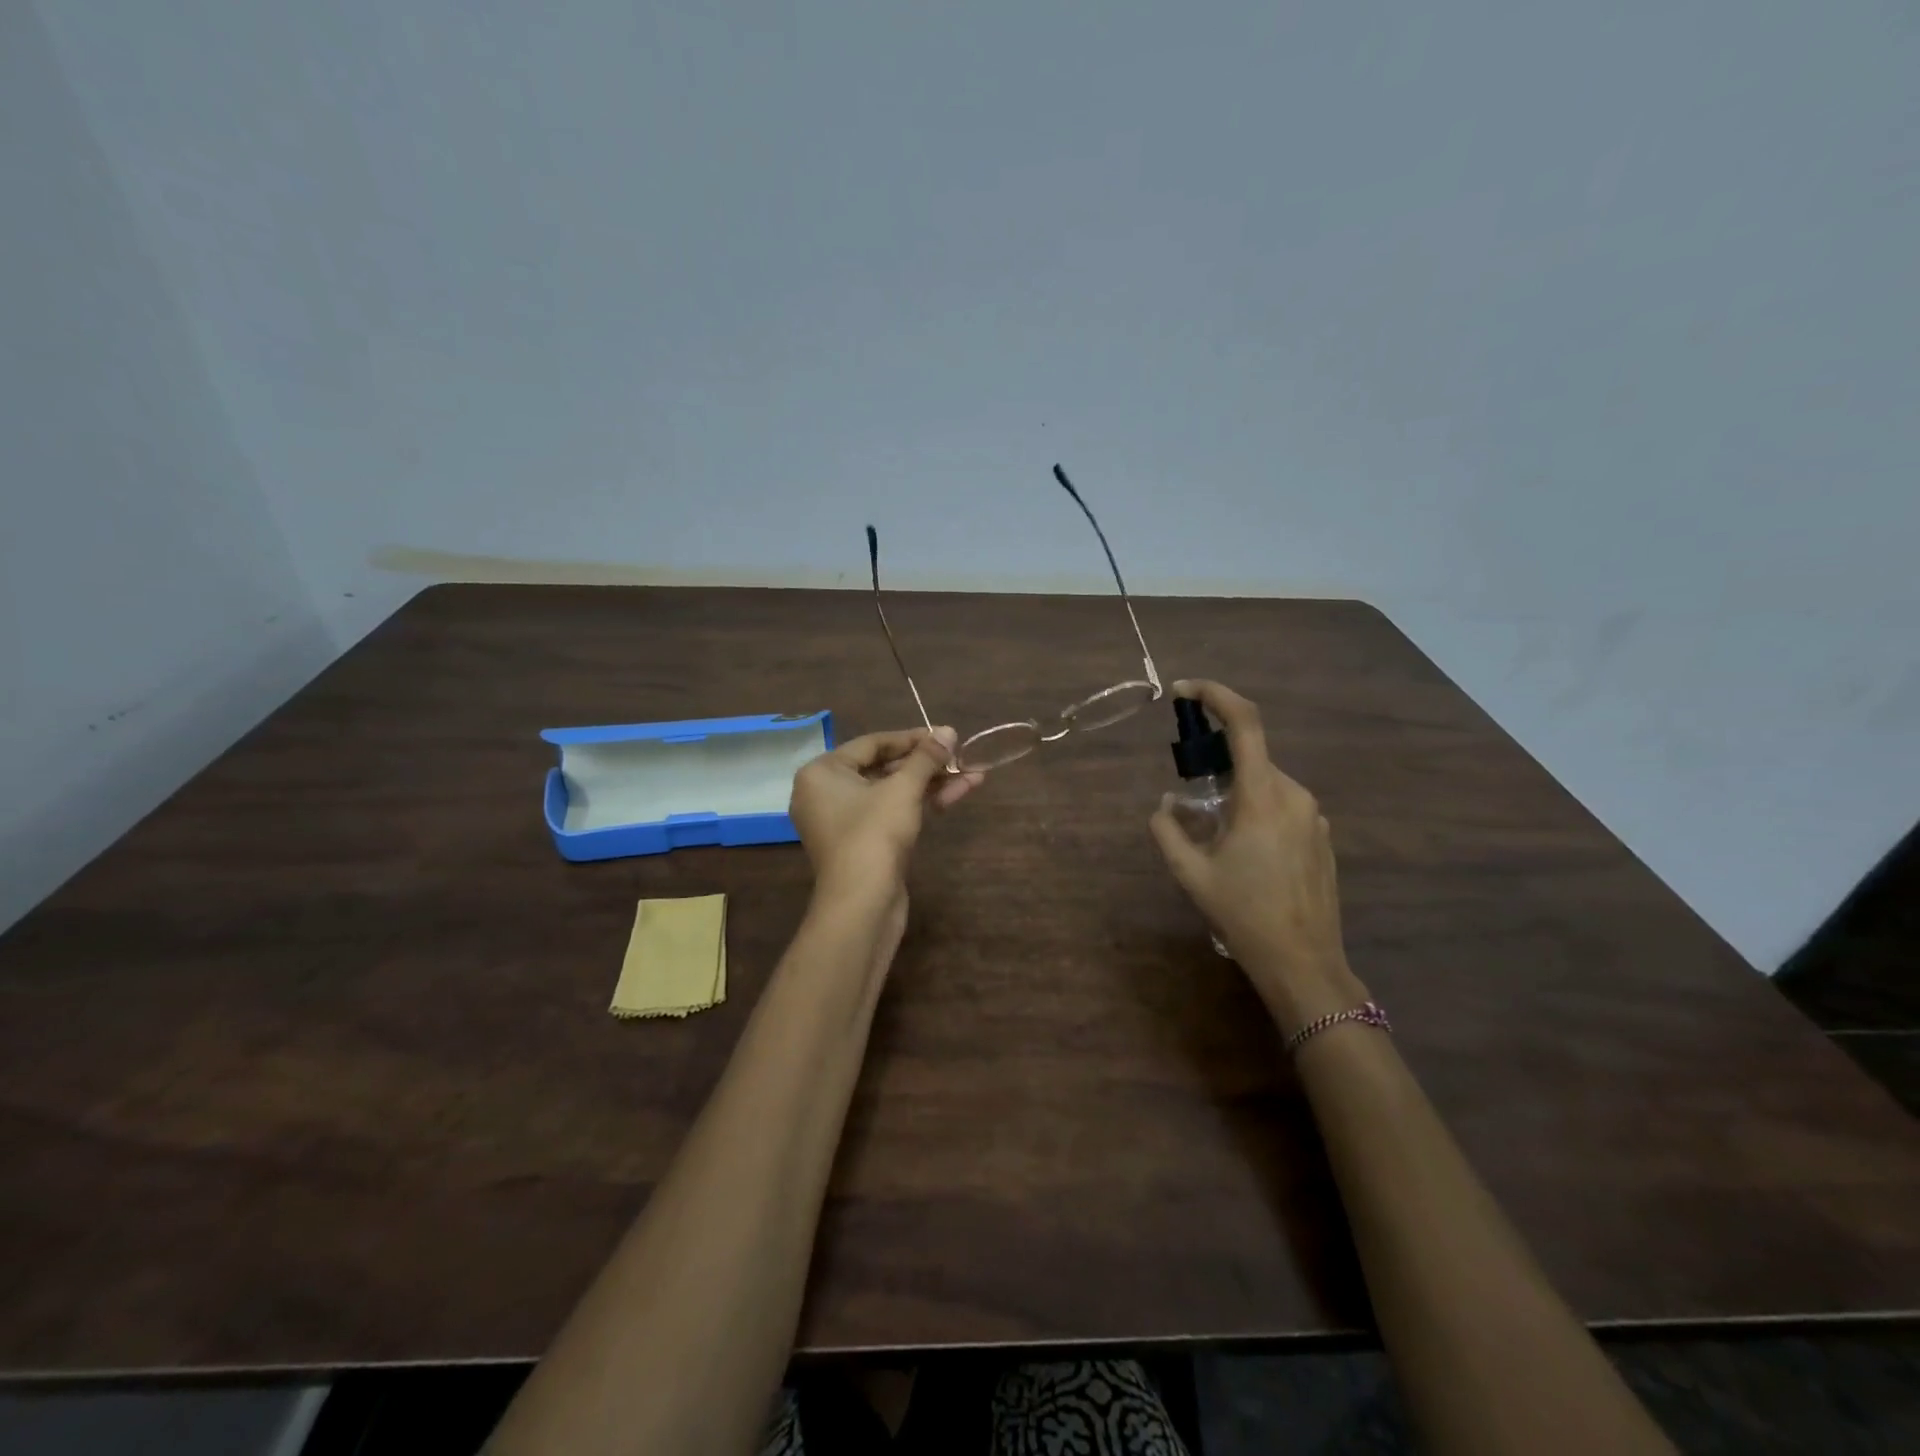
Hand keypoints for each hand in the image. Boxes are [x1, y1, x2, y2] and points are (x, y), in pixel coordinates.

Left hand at [789, 727, 982, 908]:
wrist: (862, 905)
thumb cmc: (874, 835)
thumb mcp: (903, 789)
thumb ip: (926, 758)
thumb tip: (948, 731)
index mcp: (822, 773)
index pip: (872, 743)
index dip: (913, 738)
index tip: (946, 736)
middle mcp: (826, 793)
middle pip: (884, 767)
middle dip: (927, 763)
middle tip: (960, 755)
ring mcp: (845, 822)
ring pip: (893, 792)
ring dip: (932, 783)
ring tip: (973, 773)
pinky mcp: (863, 844)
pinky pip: (892, 813)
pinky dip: (921, 804)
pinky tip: (957, 794)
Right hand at [1149, 679, 1366, 1032]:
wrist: (1303, 963)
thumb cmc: (1243, 915)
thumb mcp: (1190, 873)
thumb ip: (1168, 830)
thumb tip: (1166, 805)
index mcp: (1262, 797)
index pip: (1245, 724)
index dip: (1215, 695)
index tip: (1184, 691)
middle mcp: (1294, 795)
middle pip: (1251, 758)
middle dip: (1217, 767)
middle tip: (1191, 800)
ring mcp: (1315, 817)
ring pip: (1267, 784)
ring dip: (1237, 794)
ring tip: (1217, 839)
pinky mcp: (1323, 837)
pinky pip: (1283, 806)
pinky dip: (1257, 812)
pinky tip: (1247, 855)